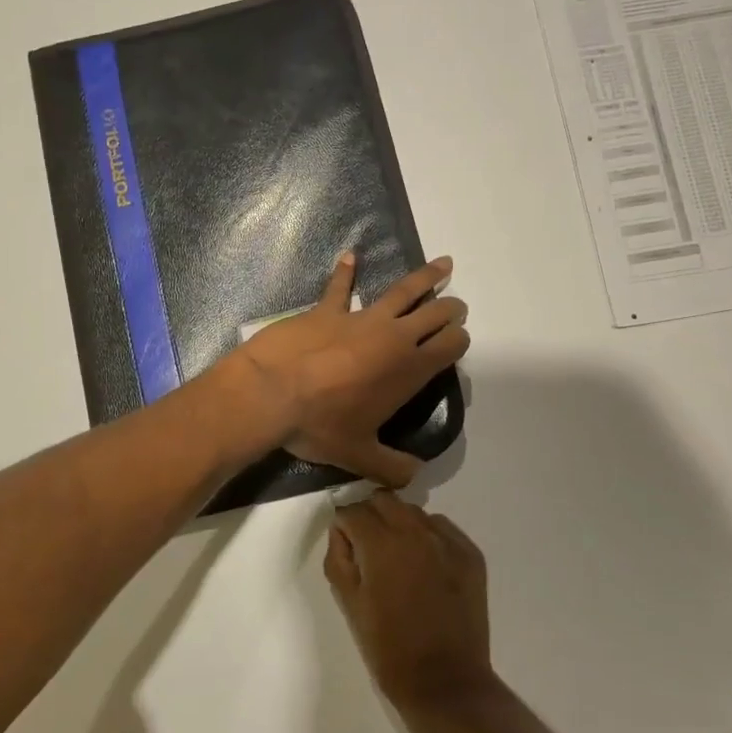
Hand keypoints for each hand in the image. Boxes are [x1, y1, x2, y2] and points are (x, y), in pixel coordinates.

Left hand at [229, 253, 469, 486]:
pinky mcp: (327, 310)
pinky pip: (339, 286)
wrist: (272, 393)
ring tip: (444, 264)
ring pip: (402, 290)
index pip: (449, 346)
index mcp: (408, 370)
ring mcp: (360, 318)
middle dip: (451, 309)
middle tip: (457, 307)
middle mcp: (393, 337)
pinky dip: (345, 271)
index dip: (459, 341)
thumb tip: (413, 477)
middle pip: (434, 314)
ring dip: (426, 277)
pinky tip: (350, 255)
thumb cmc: (320, 425)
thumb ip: (391, 467)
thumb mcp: (359, 456)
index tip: (459, 341)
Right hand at [326, 493, 496, 719]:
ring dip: (399, 524)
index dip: (344, 524)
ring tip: (398, 558)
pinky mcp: (471, 553)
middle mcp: (416, 531)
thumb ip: (339, 558)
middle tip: (367, 546)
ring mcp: (448, 540)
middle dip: (370, 515)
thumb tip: (342, 531)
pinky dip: (428, 536)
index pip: (353, 510)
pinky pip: (442, 528)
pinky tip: (425, 566)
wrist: (445, 682)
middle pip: (384, 500)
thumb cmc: (388, 648)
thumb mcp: (349, 604)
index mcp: (381, 544)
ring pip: (414, 512)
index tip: (345, 543)